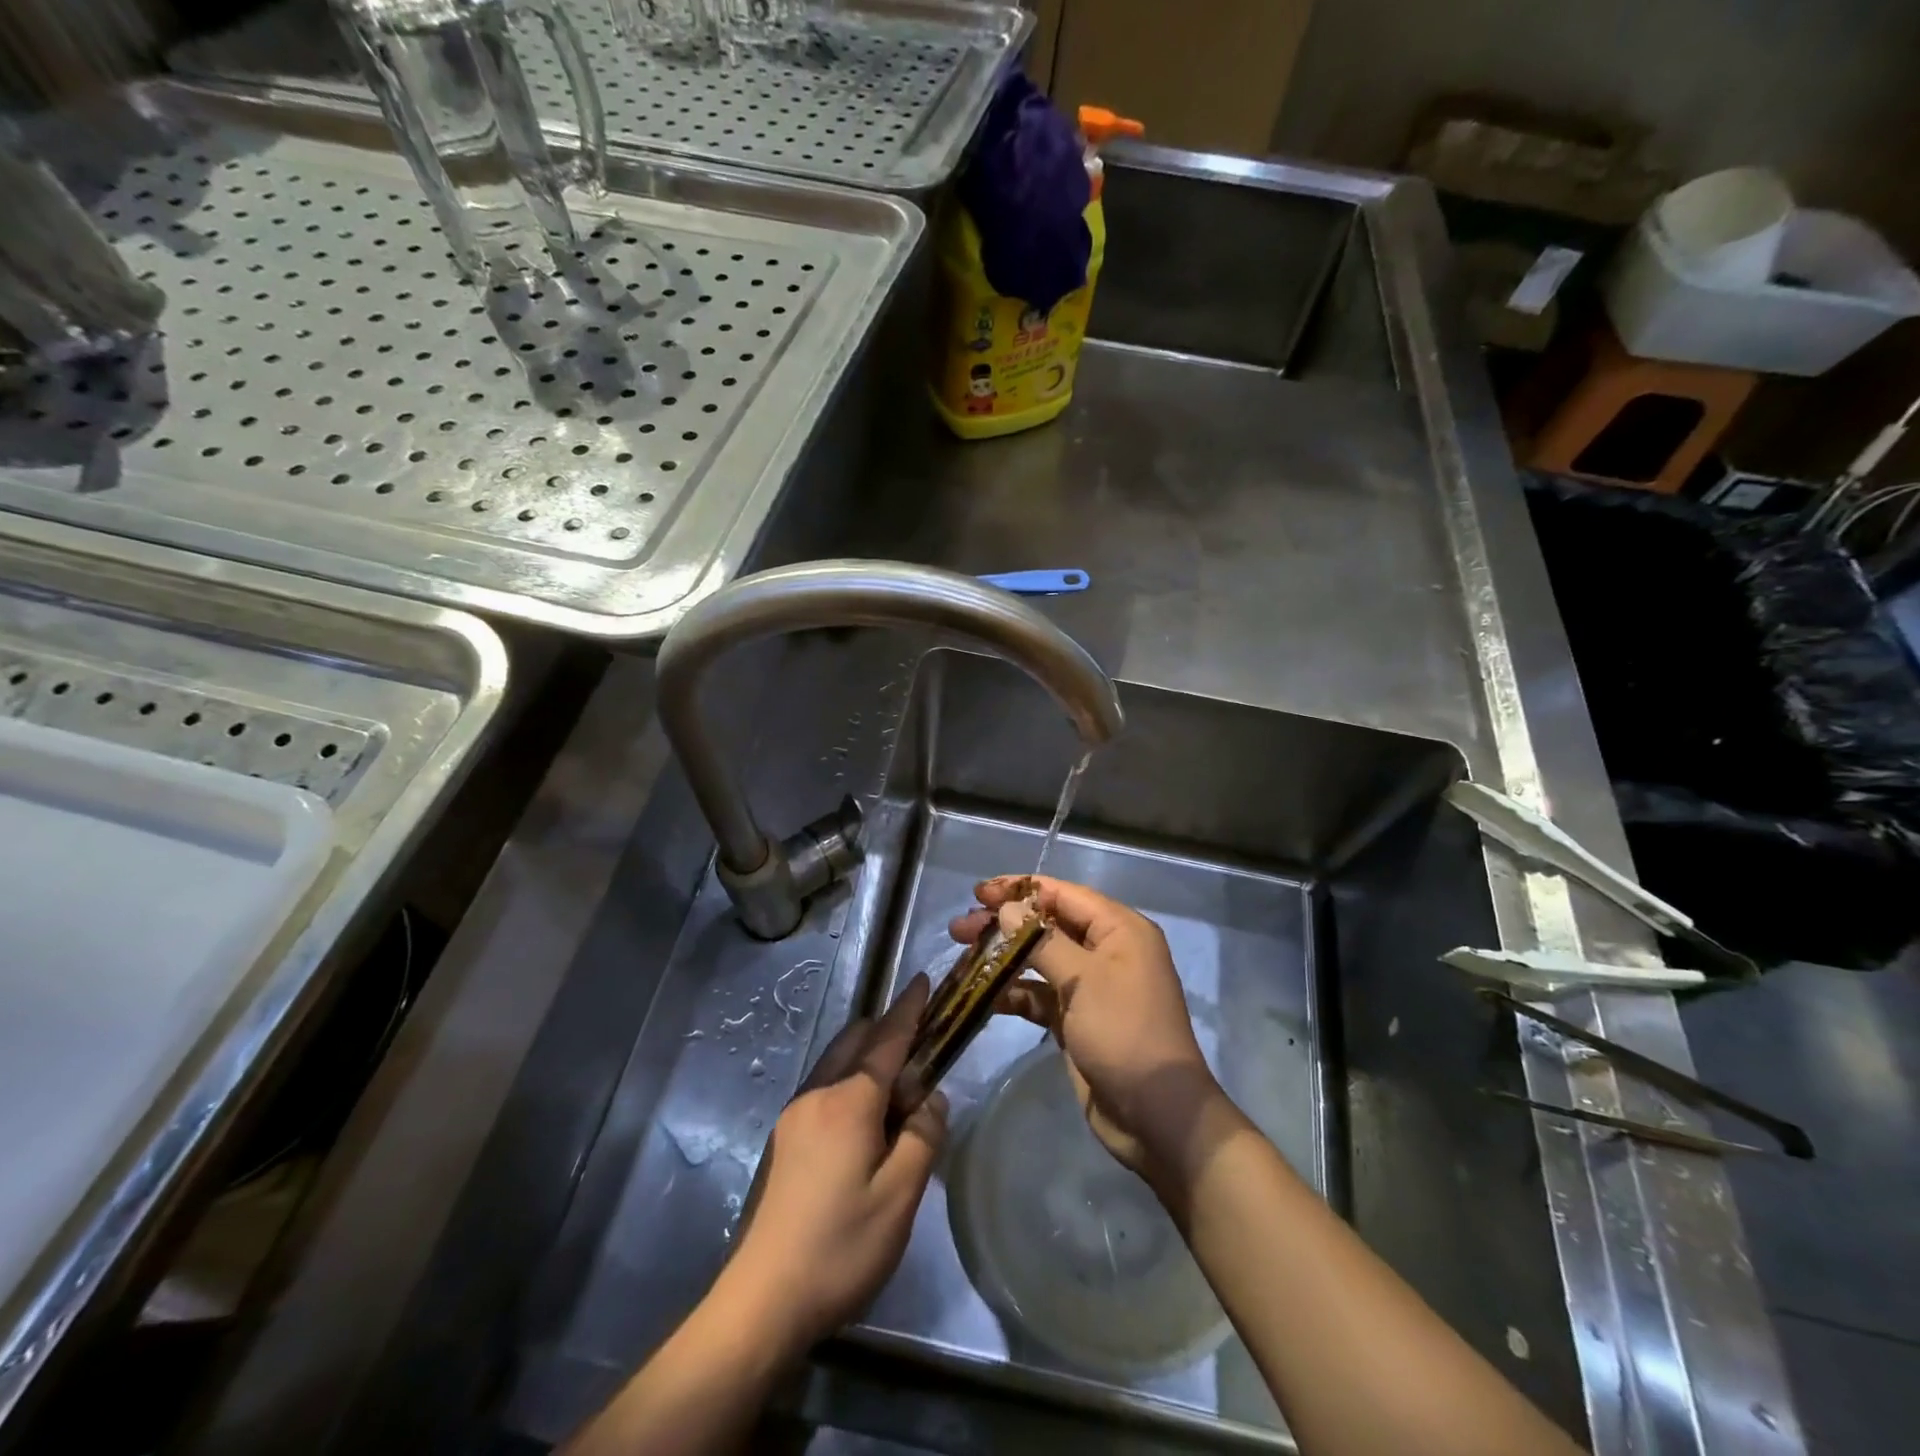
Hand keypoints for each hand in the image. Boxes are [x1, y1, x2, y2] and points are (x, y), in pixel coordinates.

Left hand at [726, 974, 947, 1353]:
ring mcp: (795, 1114)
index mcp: (849, 1100)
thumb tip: (931, 1098)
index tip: (923, 980)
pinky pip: (825, 1086)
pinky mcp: (785, 1138)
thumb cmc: (841, 1245)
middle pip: (856, 1040)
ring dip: (869, 1058)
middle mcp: (818, 1093)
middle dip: (889, 1032)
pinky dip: (851, 1081)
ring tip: (900, 1088)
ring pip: (838, 1062)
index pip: (887, 1039)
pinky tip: (867, 1120)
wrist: (763, 1300)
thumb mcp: (900, 1195)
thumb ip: (923, 1136)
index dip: (909, 1009)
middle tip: (923, 1049)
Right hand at [948, 876, 1225, 1185]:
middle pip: (1048, 924)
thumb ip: (1041, 941)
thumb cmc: (1124, 1033)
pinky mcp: (1077, 1019)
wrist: (1156, 1116)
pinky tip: (982, 995)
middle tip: (960, 928)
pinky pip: (1040, 994)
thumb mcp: (1084, 980)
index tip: (978, 891)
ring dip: (1003, 956)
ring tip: (962, 954)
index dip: (1019, 890)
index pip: (1062, 894)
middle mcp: (1106, 950)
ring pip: (1040, 959)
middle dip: (1005, 923)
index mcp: (1119, 929)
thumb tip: (1008, 909)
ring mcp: (1091, 986)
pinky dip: (1014, 992)